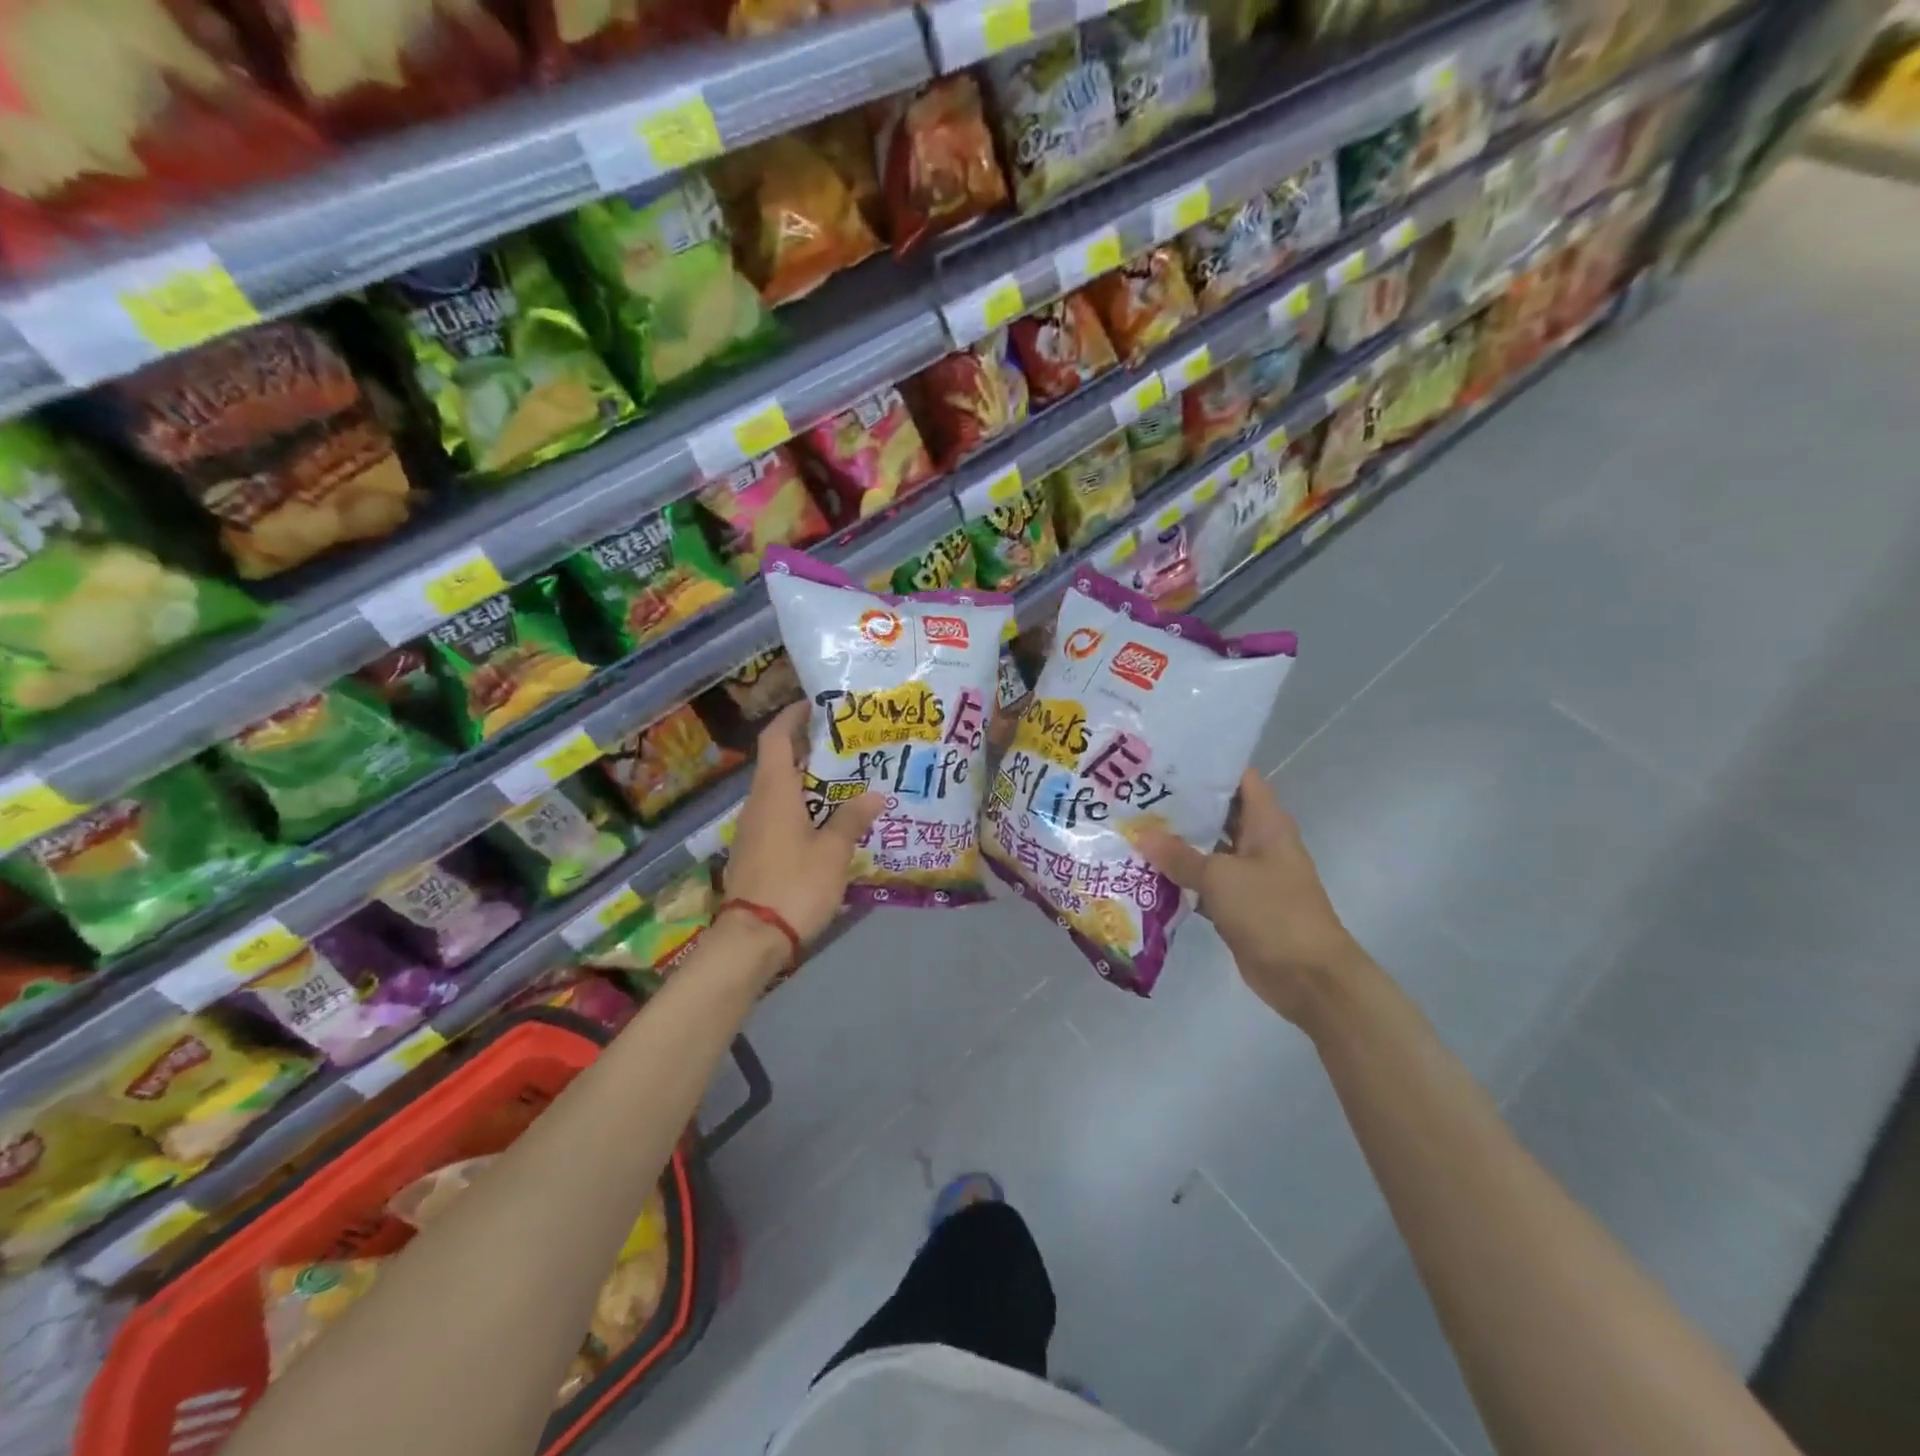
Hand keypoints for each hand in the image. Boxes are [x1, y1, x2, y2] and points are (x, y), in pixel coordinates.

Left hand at [723, 701, 883, 947]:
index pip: (776, 738)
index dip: (792, 717)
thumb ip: (851, 819)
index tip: (816, 706)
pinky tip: (830, 824)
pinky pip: (781, 817)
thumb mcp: (832, 852)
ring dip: (810, 783)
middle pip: (780, 763)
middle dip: (810, 750)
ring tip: (848, 783)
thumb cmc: (794, 885)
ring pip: (782, 792)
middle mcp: (758, 803)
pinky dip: (803, 809)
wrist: (752, 939)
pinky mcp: (756, 853)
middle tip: (848, 747)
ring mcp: (754, 830)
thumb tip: (874, 795)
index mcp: (774, 792)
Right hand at [1134, 770, 1366, 1023]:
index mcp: (1267, 823)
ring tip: (1132, 826)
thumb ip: (1179, 856)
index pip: (1238, 779)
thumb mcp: (1221, 878)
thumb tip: (1141, 835)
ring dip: (1176, 842)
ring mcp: (1248, 874)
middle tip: (1136, 793)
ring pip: (1207, 848)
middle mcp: (1258, 842)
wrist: (1308, 977)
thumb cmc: (1272, 912)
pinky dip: (1179, 878)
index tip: (1165, 759)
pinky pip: (1203, 882)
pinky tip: (1144, 871)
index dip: (1206, 766)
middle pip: (1218, 812)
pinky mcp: (1237, 904)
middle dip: (1181, 805)